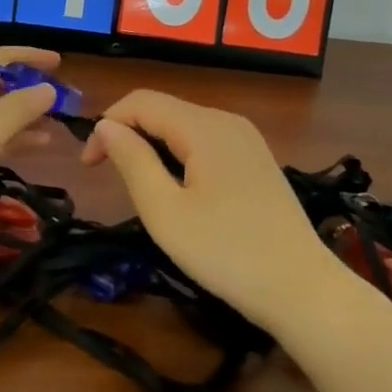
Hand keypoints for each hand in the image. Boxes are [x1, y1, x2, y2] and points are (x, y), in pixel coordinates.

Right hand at [80, 89, 342, 330]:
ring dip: (153, 146)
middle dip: (129, 134)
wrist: (303, 290)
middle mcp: (228, 121)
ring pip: (185, 126)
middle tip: (108, 178)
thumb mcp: (165, 211)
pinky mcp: (257, 161)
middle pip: (165, 109)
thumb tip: (107, 125)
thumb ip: (132, 161)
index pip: (141, 101)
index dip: (107, 124)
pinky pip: (207, 143)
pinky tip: (179, 191)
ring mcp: (248, 140)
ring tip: (140, 188)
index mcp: (205, 127)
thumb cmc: (226, 253)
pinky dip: (179, 156)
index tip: (88, 167)